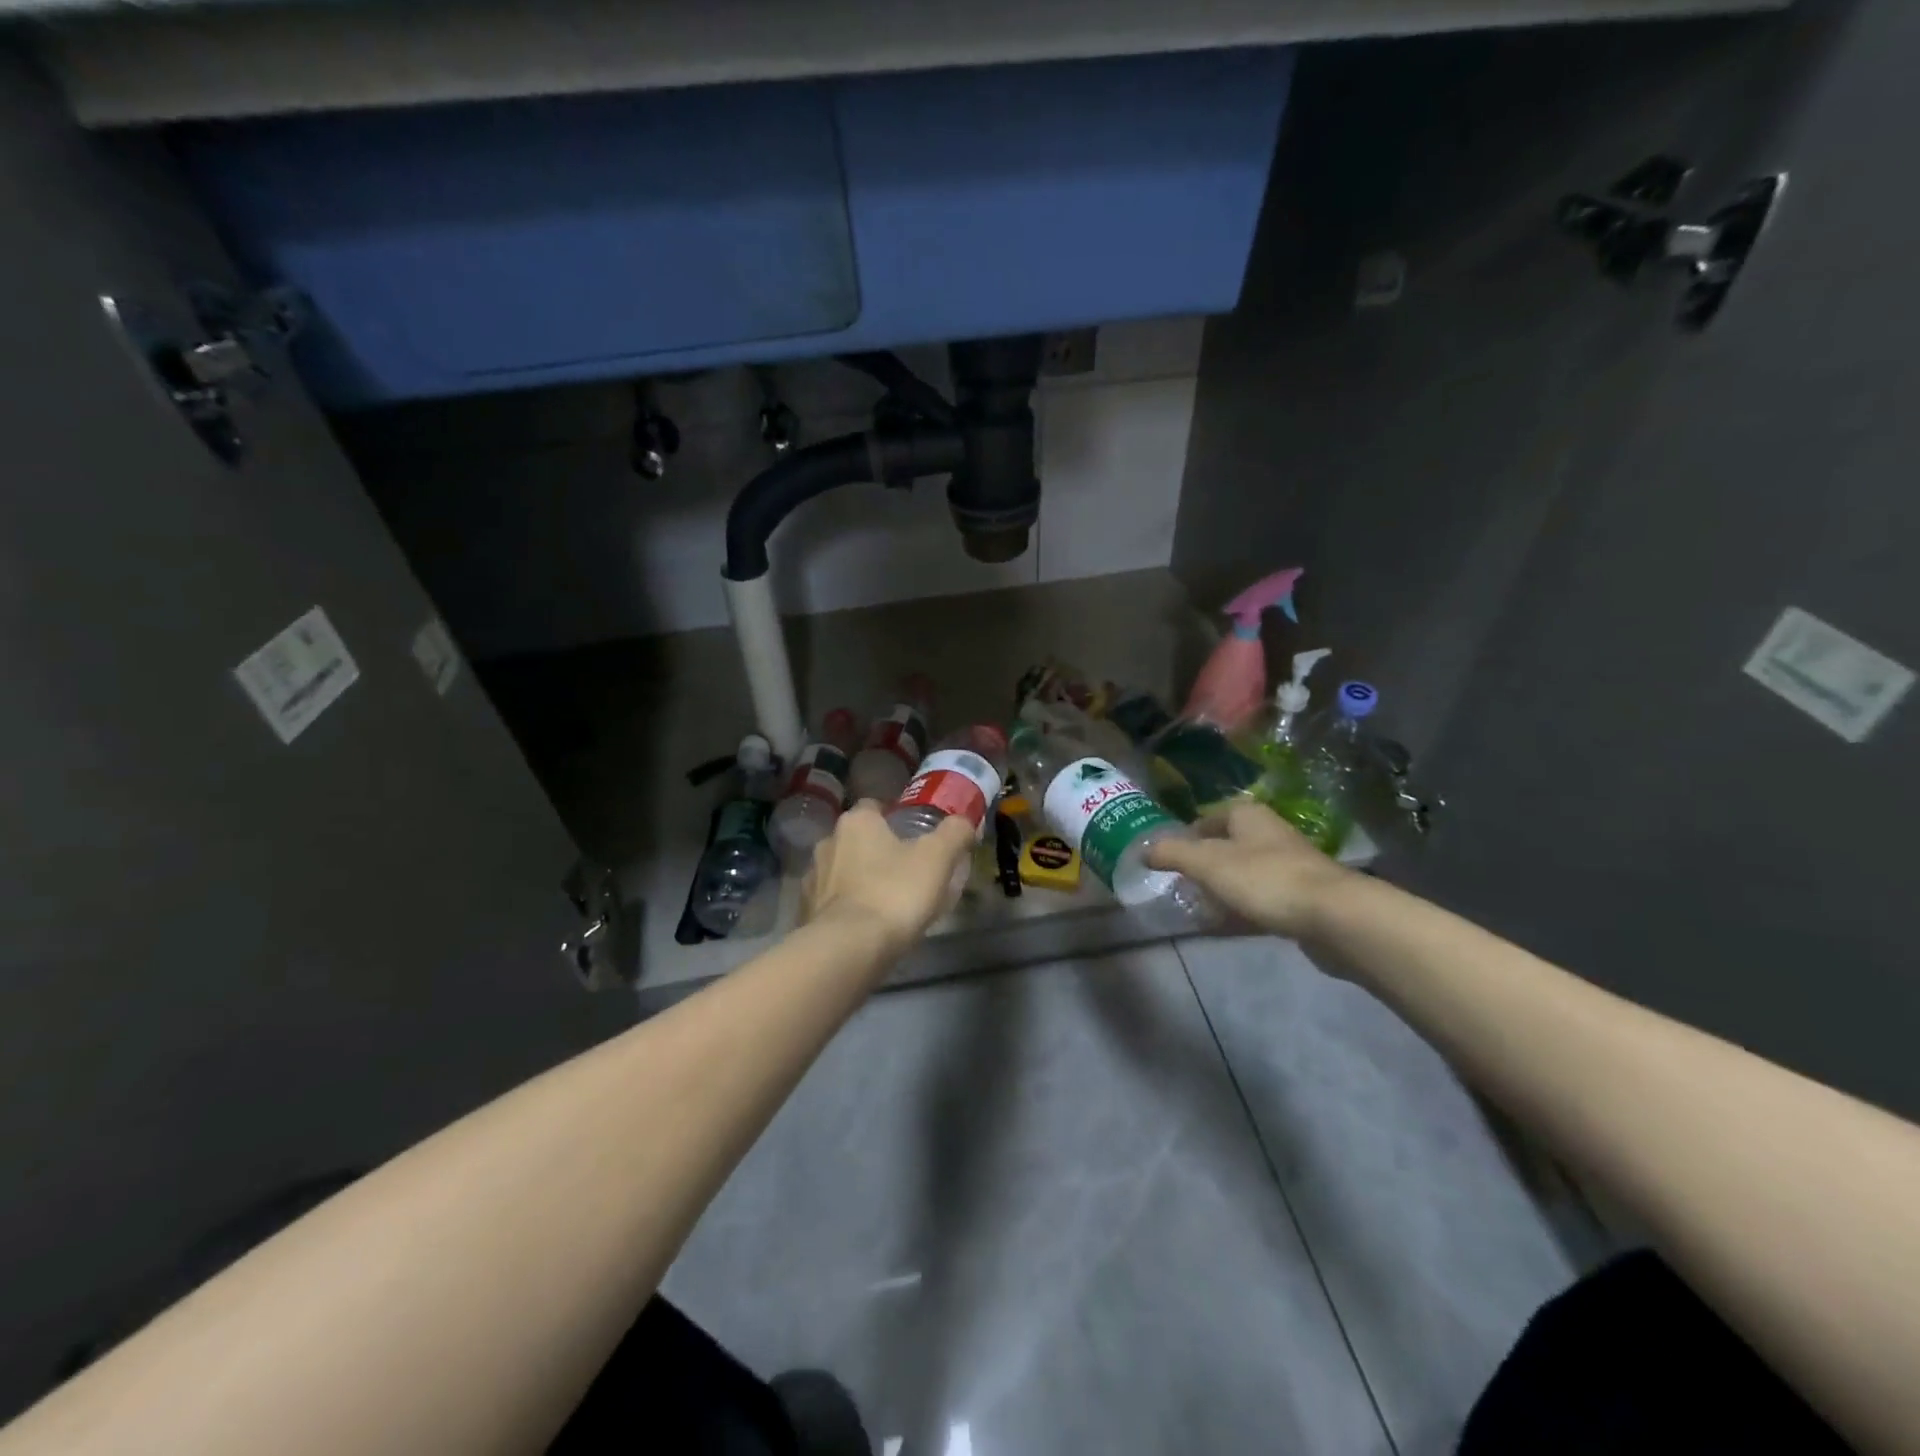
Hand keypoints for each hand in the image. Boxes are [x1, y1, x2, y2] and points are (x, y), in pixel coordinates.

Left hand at [801, 801, 974, 955]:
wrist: (848, 948)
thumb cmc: (894, 892)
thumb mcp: (938, 858)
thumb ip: (954, 833)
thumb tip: (964, 822)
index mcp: (856, 822)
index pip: (873, 807)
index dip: (894, 818)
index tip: (914, 836)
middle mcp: (828, 842)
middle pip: (857, 840)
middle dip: (876, 851)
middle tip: (906, 870)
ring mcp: (812, 879)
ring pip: (841, 872)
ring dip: (858, 881)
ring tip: (887, 902)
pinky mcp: (805, 912)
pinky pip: (831, 903)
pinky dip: (846, 908)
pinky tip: (866, 925)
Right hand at [1146, 800, 1353, 938]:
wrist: (1334, 917)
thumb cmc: (1265, 879)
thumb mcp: (1208, 862)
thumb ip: (1172, 854)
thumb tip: (1142, 849)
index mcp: (1248, 816)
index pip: (1210, 817)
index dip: (1187, 834)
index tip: (1168, 858)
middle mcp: (1269, 836)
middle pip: (1227, 847)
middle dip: (1202, 866)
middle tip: (1179, 886)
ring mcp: (1288, 869)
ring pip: (1243, 876)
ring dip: (1221, 891)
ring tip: (1196, 909)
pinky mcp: (1301, 901)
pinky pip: (1260, 903)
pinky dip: (1240, 913)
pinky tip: (1223, 929)